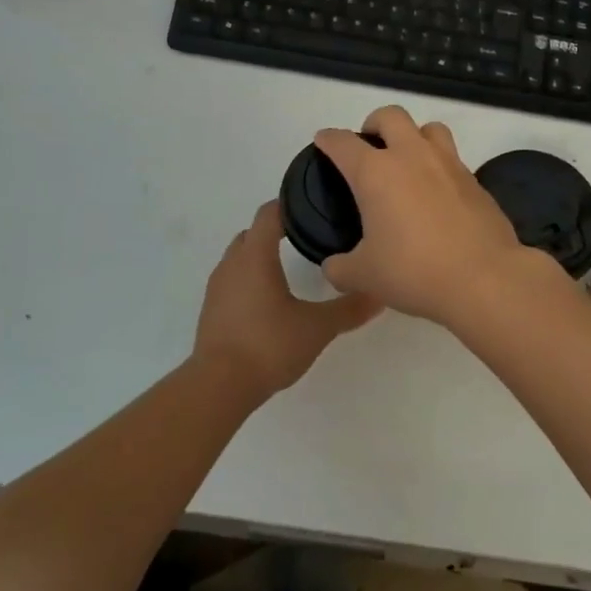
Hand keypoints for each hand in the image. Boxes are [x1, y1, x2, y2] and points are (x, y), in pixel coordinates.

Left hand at [193, 200, 381, 402]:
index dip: (289, 204)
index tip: (313, 207)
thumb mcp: (317, 327)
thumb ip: (348, 309)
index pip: (269, 213)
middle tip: (308, 238)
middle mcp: (232, 263)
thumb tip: (379, 293)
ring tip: (290, 268)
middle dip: (277, 230)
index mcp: (255, 256)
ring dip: (261, 256)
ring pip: (240, 257)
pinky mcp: (211, 309)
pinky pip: (233, 280)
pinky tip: (269, 300)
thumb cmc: (268, 345)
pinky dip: (249, 279)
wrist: (218, 386)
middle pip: (253, 232)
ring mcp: (217, 287)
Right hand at [314, 107, 554, 328]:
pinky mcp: (475, 181)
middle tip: (369, 147)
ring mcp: (448, 164)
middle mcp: (411, 156)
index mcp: (376, 173)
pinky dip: (439, 167)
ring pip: (429, 128)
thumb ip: (340, 268)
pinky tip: (436, 195)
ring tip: (408, 161)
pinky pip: (453, 159)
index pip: (343, 142)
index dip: (328, 139)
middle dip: (374, 124)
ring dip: (414, 136)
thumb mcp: (364, 277)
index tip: (324, 141)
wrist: (484, 278)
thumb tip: (333, 266)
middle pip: (390, 116)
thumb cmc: (414, 271)